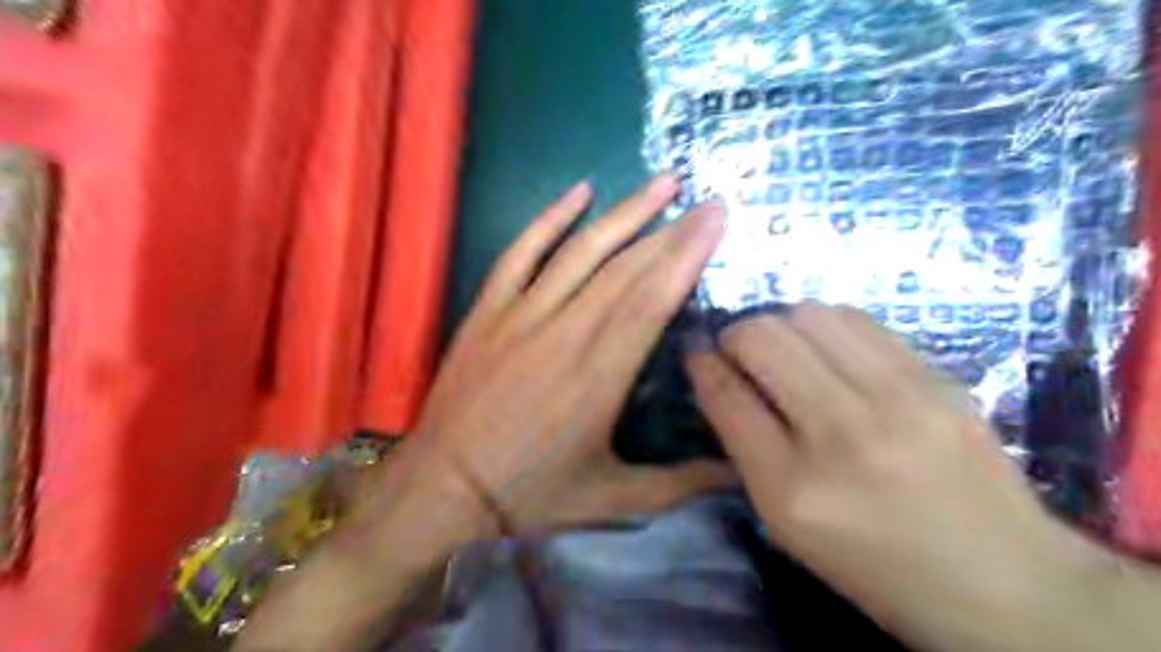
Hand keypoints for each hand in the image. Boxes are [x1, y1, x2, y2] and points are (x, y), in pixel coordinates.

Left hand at [393, 174, 733, 533]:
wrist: (445, 489)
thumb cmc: (531, 495)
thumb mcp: (613, 499)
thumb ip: (681, 484)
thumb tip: (740, 472)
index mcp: (600, 375)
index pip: (652, 299)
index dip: (686, 255)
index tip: (715, 220)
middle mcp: (565, 333)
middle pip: (626, 268)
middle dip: (671, 229)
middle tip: (706, 198)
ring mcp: (521, 315)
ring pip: (581, 251)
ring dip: (624, 214)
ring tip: (662, 183)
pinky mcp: (488, 311)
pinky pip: (520, 253)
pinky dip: (549, 219)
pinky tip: (579, 191)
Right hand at [683, 304, 1110, 651]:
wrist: (1002, 583)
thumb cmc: (874, 564)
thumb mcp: (785, 523)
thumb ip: (744, 445)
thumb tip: (717, 373)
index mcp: (791, 488)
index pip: (725, 394)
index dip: (701, 363)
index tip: (696, 352)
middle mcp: (841, 433)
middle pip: (762, 338)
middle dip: (736, 336)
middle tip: (742, 354)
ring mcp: (898, 399)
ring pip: (808, 314)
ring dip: (781, 325)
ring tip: (788, 351)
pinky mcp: (938, 377)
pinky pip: (858, 320)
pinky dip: (827, 326)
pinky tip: (831, 351)